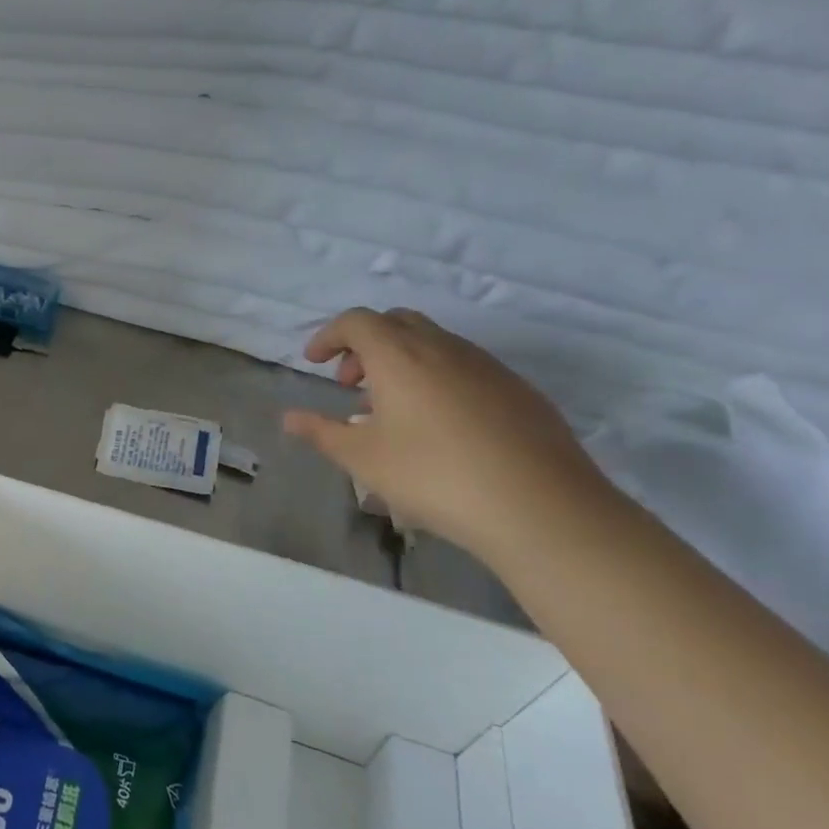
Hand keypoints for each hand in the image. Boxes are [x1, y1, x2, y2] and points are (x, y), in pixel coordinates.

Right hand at [282, 308, 611, 562]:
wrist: (540, 507)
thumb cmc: (434, 477)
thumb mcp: (363, 459)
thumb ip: (321, 432)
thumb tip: (289, 418)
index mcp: (399, 356)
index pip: (356, 321)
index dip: (329, 335)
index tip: (314, 362)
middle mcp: (443, 348)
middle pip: (396, 322)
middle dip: (365, 344)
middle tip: (351, 383)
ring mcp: (486, 366)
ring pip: (433, 343)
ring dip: (402, 361)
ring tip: (392, 410)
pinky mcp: (518, 389)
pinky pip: (464, 366)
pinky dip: (437, 377)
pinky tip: (440, 426)